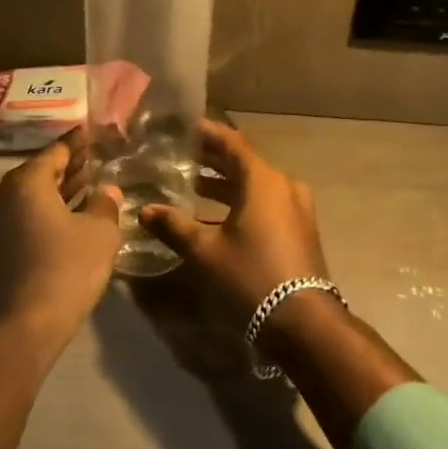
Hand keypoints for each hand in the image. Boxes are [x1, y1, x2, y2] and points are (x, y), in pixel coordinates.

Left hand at [0, 133, 122, 341]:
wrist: (27, 321)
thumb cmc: (67, 266)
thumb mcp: (100, 232)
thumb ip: (105, 204)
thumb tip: (107, 190)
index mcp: (27, 181)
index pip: (56, 151)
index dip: (78, 142)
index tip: (93, 132)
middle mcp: (6, 194)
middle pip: (42, 171)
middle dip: (70, 165)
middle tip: (96, 157)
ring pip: (35, 195)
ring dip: (61, 189)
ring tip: (91, 182)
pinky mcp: (1, 245)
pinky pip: (29, 214)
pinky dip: (51, 208)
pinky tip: (75, 213)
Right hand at [138, 119, 331, 336]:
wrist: (302, 322)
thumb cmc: (251, 276)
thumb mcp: (205, 251)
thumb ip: (174, 225)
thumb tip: (145, 210)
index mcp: (263, 180)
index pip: (230, 142)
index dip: (205, 132)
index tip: (182, 126)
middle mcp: (283, 186)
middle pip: (242, 162)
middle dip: (211, 158)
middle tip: (179, 154)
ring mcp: (295, 208)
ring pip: (253, 184)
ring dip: (223, 182)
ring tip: (189, 184)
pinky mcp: (297, 229)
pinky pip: (264, 202)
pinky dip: (238, 201)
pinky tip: (213, 215)